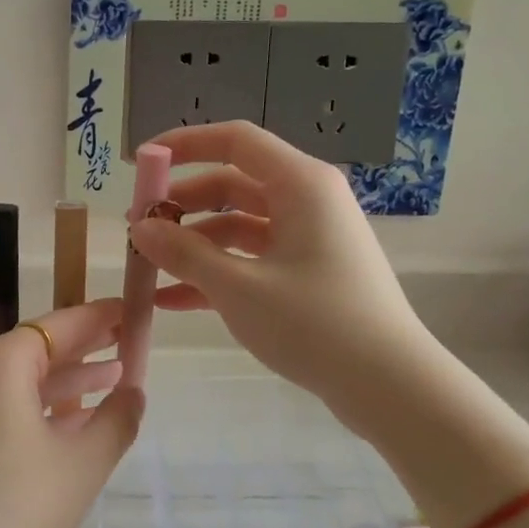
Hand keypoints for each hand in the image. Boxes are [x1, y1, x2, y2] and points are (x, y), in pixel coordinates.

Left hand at [0, 299, 144, 527]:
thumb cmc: (17, 504)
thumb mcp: (82, 462)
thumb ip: (117, 419)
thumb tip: (134, 392)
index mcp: (2, 361)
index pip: (60, 324)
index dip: (99, 317)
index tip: (130, 310)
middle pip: (40, 347)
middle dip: (86, 347)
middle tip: (128, 342)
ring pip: (25, 378)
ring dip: (68, 379)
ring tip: (115, 381)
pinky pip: (8, 404)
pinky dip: (43, 406)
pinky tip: (75, 420)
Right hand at [127, 121, 438, 436]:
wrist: (390, 386)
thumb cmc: (314, 323)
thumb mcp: (237, 287)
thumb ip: (184, 253)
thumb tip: (140, 227)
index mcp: (300, 185)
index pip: (234, 140)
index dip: (183, 145)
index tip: (141, 163)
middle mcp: (306, 201)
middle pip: (231, 185)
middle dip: (181, 205)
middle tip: (138, 227)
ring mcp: (308, 239)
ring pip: (237, 226)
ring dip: (192, 245)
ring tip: (148, 269)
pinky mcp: (307, 273)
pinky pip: (251, 260)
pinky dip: (214, 273)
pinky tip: (172, 301)